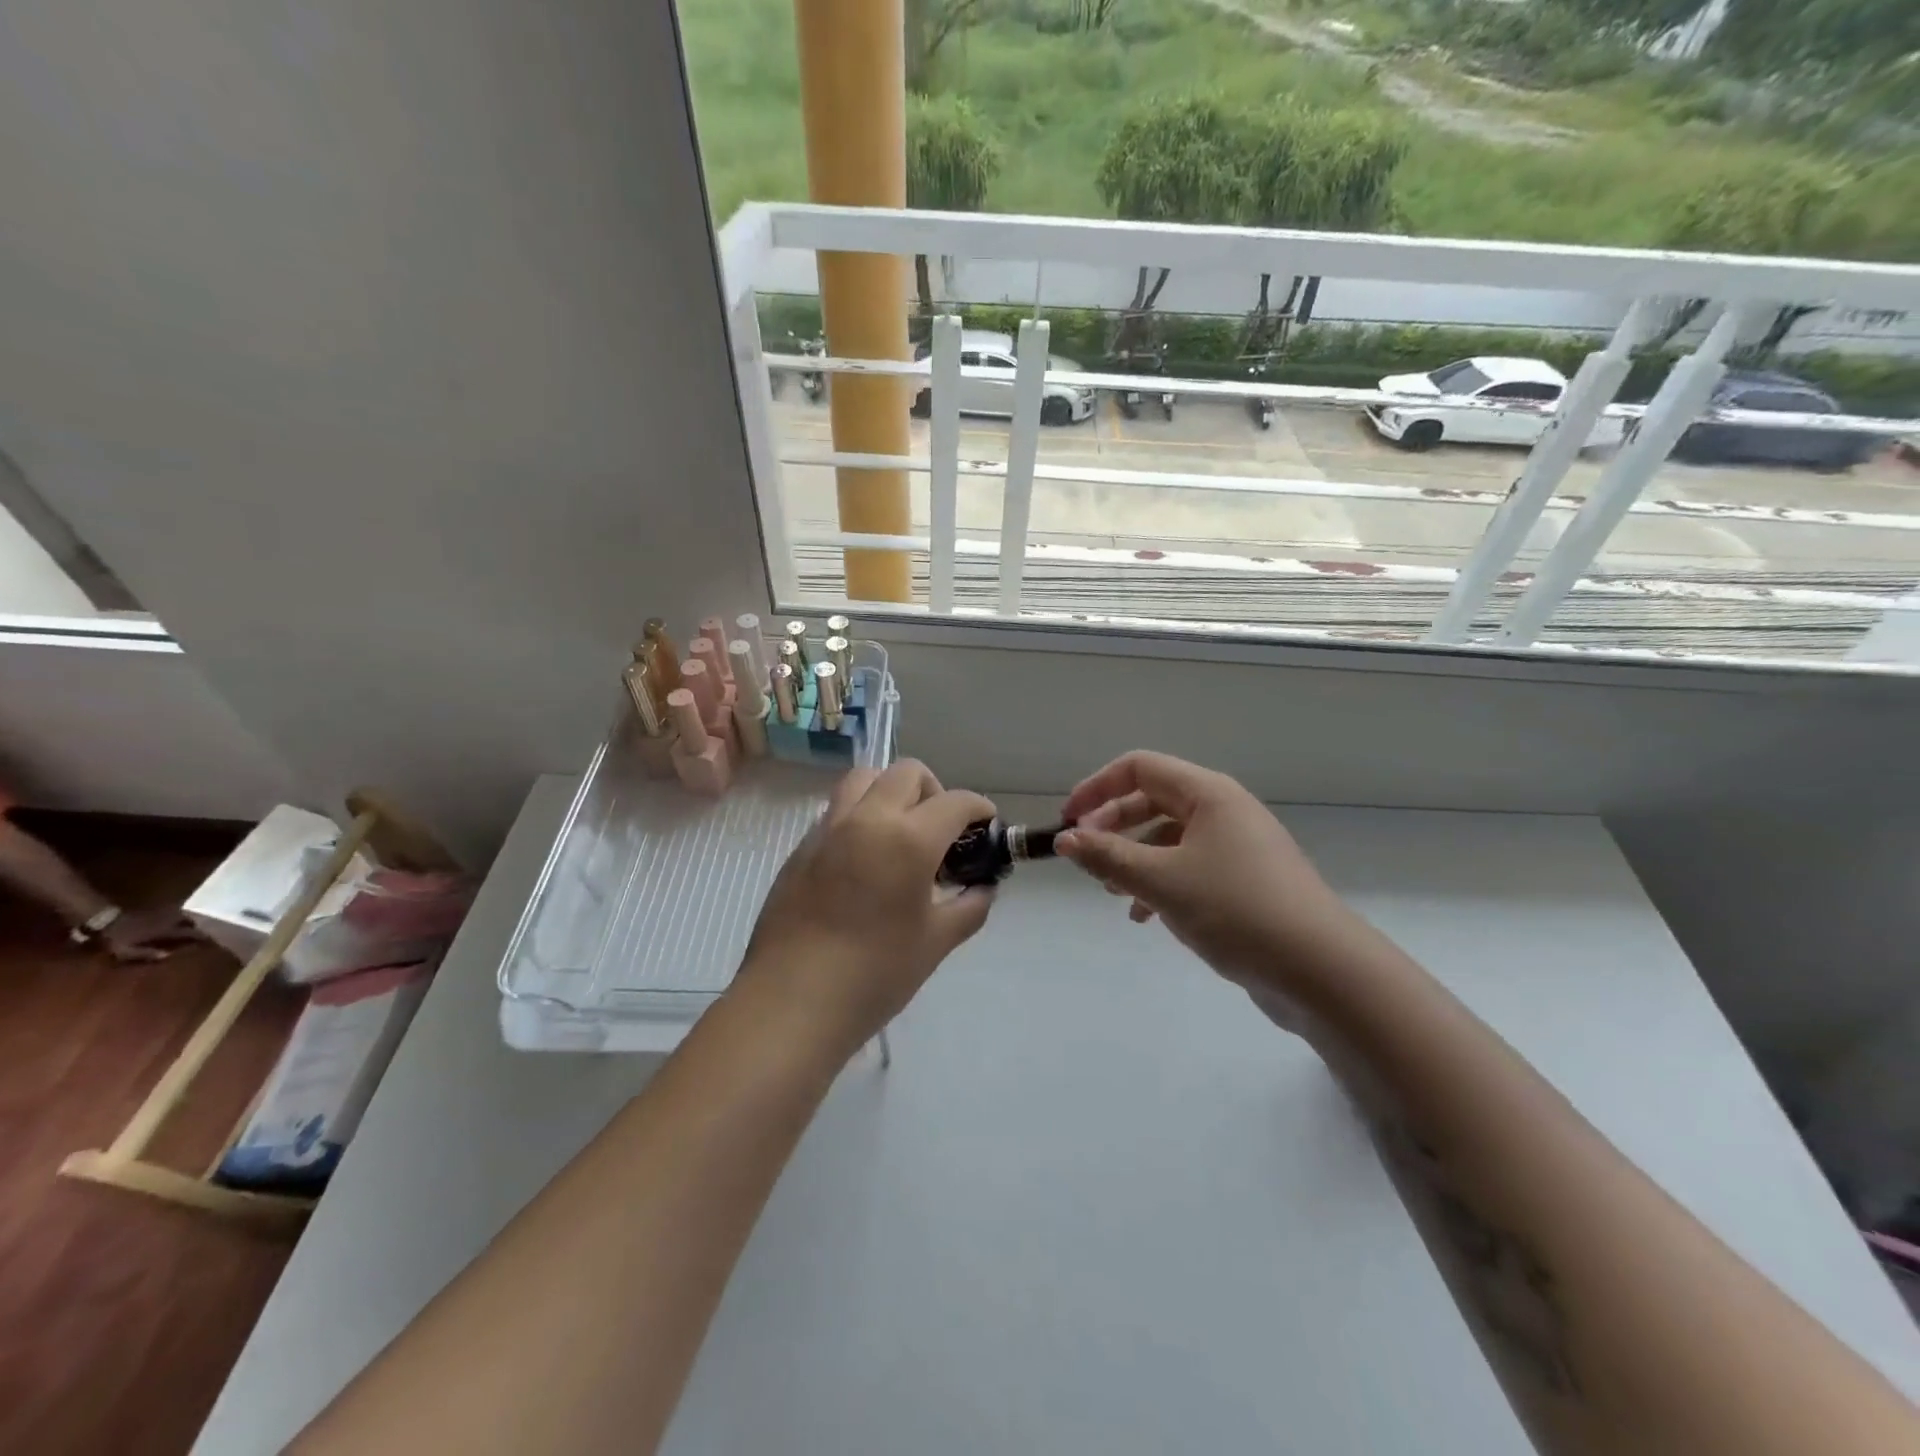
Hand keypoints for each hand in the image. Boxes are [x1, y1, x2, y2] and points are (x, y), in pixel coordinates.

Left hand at [101, 905, 201, 963]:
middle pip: (190, 922)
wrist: (107, 919)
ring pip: (184, 916)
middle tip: (197, 934)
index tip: (209, 940)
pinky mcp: (156, 910)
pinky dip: (177, 917)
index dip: (201, 937)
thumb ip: (148, 953)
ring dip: (188, 921)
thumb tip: (168, 955)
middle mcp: (170, 920)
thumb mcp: (128, 950)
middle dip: (195, 928)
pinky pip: (173, 912)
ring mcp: (164, 913)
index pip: (190, 933)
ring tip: (188, 927)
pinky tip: (173, 921)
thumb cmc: (118, 937)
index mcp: (166, 931)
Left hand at [734, 760, 996, 1055]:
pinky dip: (861, 815)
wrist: (793, 1001)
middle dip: (935, 791)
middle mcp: (867, 819)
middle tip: (941, 831)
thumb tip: (983, 888)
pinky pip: (837, 809)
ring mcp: (828, 828)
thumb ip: (969, 907)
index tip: (986, 825)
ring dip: (891, 791)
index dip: (978, 808)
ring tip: (900, 832)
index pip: (954, 801)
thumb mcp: (936, 942)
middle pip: (907, 772)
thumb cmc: (874, 974)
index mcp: (908, 838)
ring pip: (865, 779)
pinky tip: (865, 859)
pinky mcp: (801, 847)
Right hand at [1055, 752, 1355, 999]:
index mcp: (1207, 794)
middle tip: (1084, 856)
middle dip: (1112, 825)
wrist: (1321, 971)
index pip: (1139, 768)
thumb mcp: (1161, 881)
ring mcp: (1237, 847)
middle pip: (1152, 800)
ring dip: (1133, 858)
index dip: (1097, 788)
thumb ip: (1107, 855)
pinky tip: (1144, 916)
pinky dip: (1159, 883)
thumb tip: (1064, 839)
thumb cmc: (1236, 910)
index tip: (1067, 820)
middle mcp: (1223, 811)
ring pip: (1168, 838)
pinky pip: (1189, 867)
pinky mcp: (1244, 882)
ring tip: (1110, 891)